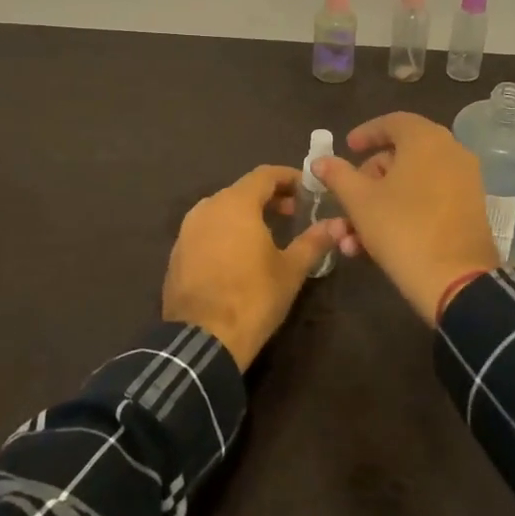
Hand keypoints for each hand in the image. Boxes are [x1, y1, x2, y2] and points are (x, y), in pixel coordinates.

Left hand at [162, 165, 337, 370]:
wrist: (202, 340)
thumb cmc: (253, 298)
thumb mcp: (291, 270)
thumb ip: (313, 241)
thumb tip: (337, 224)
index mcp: (236, 203)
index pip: (265, 175)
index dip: (288, 177)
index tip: (307, 188)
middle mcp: (208, 207)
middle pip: (242, 190)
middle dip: (269, 197)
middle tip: (292, 212)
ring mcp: (187, 230)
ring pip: (222, 210)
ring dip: (245, 214)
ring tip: (267, 234)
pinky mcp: (177, 253)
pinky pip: (206, 231)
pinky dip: (225, 232)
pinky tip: (238, 255)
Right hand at [315, 113, 500, 323]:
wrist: (457, 281)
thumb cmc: (402, 229)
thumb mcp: (360, 201)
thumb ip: (338, 176)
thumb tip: (321, 161)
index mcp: (426, 139)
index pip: (393, 122)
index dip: (366, 133)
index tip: (347, 148)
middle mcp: (451, 152)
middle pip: (402, 154)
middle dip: (368, 178)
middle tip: (348, 196)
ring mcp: (465, 181)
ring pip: (413, 183)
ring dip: (379, 204)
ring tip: (351, 236)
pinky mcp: (470, 210)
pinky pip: (430, 200)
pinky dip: (403, 213)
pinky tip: (374, 246)